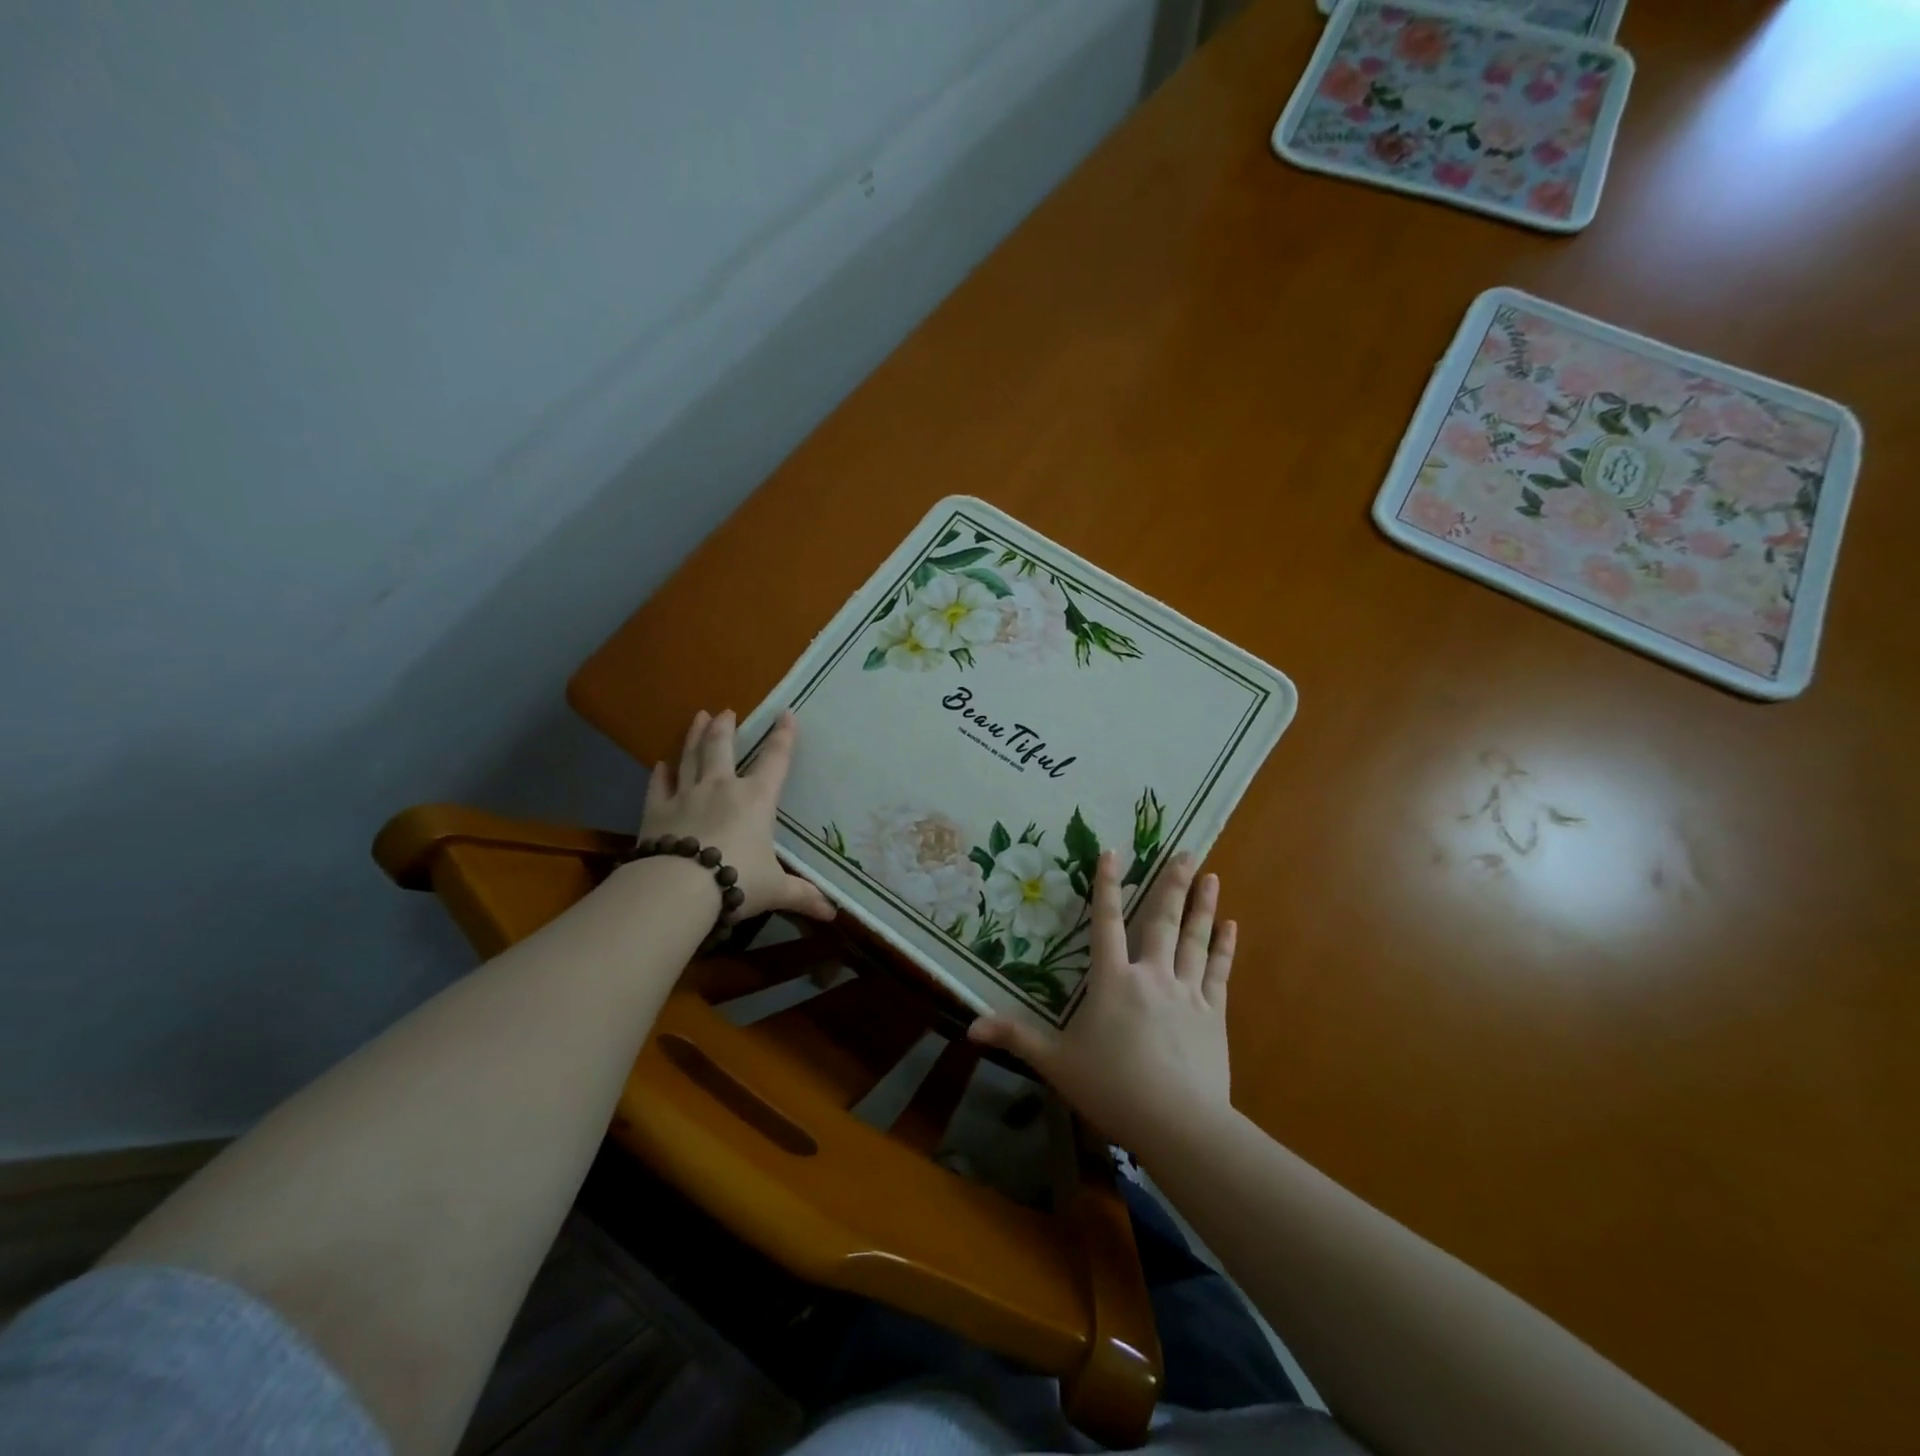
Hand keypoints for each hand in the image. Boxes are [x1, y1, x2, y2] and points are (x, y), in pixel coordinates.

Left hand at [637, 709, 835, 922]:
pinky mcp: (656, 811)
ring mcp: (686, 796)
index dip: (783, 736)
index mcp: (756, 799)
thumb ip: (803, 896)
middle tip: (725, 711)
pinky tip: (660, 764)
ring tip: (698, 717)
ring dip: (694, 736)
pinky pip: (658, 786)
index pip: (775, 760)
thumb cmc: (736, 881)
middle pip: (723, 748)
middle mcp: (722, 787)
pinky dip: (660, 774)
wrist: (678, 889)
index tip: (786, 714)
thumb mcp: (776, 890)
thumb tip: (832, 913)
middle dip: (726, 727)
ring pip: (690, 757)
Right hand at [968, 849, 1233, 1153]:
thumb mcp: (1056, 1063)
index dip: (1107, 886)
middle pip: (1162, 921)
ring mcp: (1186, 993)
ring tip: (1212, 875)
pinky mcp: (1212, 1015)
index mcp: (1112, 981)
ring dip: (1203, 906)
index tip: (1113, 852)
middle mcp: (1151, 975)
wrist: (1178, 1123)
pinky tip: (1232, 926)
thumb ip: (1017, 1038)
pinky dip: (1225, 948)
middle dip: (1173, 885)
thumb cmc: (1112, 1089)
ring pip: (1195, 939)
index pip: (1106, 923)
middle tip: (1188, 852)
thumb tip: (972, 1026)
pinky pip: (1219, 972)